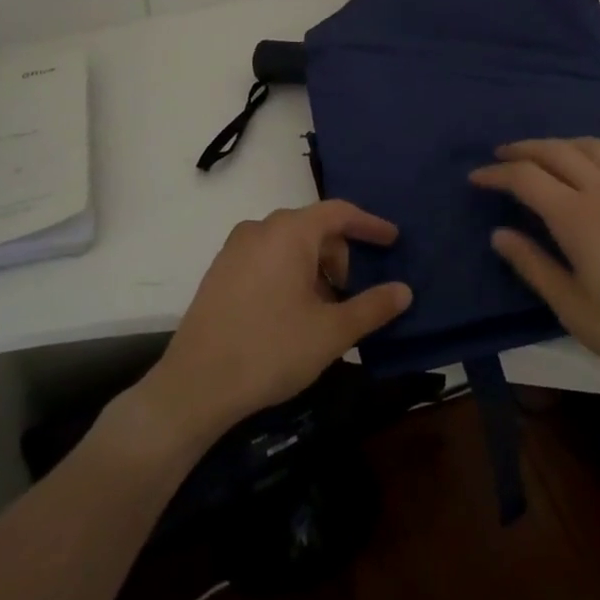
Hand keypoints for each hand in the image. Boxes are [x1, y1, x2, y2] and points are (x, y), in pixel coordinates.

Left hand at [143, 201, 412, 443]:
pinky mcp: (219, 271)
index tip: (393, 240)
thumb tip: (404, 290)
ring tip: (322, 310)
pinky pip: (266, 258)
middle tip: (352, 295)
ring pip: (289, 245)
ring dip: (314, 268)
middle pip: (314, 228)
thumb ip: (373, 307)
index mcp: (289, 232)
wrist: (195, 386)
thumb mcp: (331, 332)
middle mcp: (260, 228)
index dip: (370, 225)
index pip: (339, 212)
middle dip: (340, 256)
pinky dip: (288, 273)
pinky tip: (290, 314)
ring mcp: (234, 249)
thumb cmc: (270, 350)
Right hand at [470, 139, 599, 392]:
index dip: (497, 174)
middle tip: (499, 158)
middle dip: (521, 149)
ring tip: (539, 157)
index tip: (476, 178)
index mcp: (579, 218)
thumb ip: (533, 266)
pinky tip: (587, 171)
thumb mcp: (574, 309)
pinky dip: (589, 154)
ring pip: (589, 146)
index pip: (526, 178)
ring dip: (556, 144)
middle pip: (555, 150)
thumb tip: (500, 234)